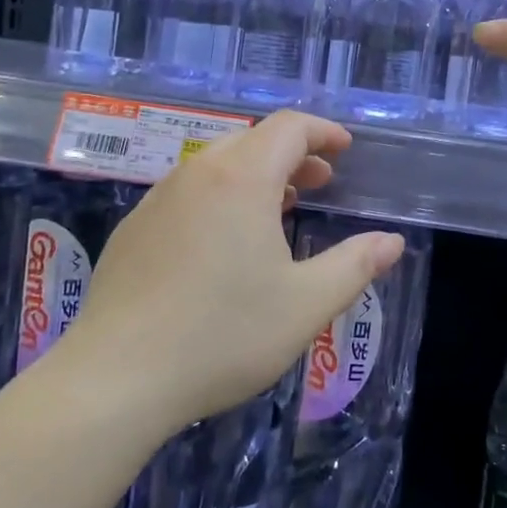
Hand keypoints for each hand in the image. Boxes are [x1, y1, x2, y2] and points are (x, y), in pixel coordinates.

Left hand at [71, 111, 404, 431]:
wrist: (115, 379)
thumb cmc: (222, 335)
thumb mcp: (306, 305)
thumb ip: (355, 266)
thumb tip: (391, 242)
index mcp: (241, 179)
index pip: (288, 127)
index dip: (322, 132)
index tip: (344, 150)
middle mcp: (196, 175)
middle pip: (251, 140)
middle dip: (292, 154)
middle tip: (318, 182)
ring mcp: (157, 200)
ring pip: (215, 164)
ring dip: (255, 174)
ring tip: (279, 207)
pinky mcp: (133, 229)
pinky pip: (187, 192)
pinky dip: (219, 195)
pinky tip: (224, 242)